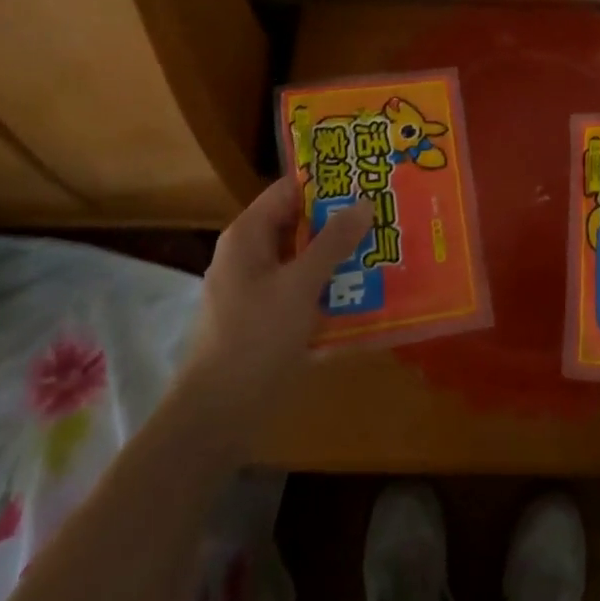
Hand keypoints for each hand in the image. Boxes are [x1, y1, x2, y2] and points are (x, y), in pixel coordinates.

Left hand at [177, 176, 373, 436]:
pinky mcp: (263, 320)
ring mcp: (255, 289)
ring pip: (302, 260)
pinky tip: (362, 294)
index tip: (366, 180)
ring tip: (383, 250)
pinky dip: (326, 288)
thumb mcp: (299, 286)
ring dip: (337, 257)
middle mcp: (248, 255)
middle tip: (384, 216)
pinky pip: (300, 291)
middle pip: (298, 224)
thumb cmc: (254, 340)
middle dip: (339, 222)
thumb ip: (333, 242)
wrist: (214, 420)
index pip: (289, 190)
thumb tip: (364, 202)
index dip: (327, 183)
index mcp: (248, 235)